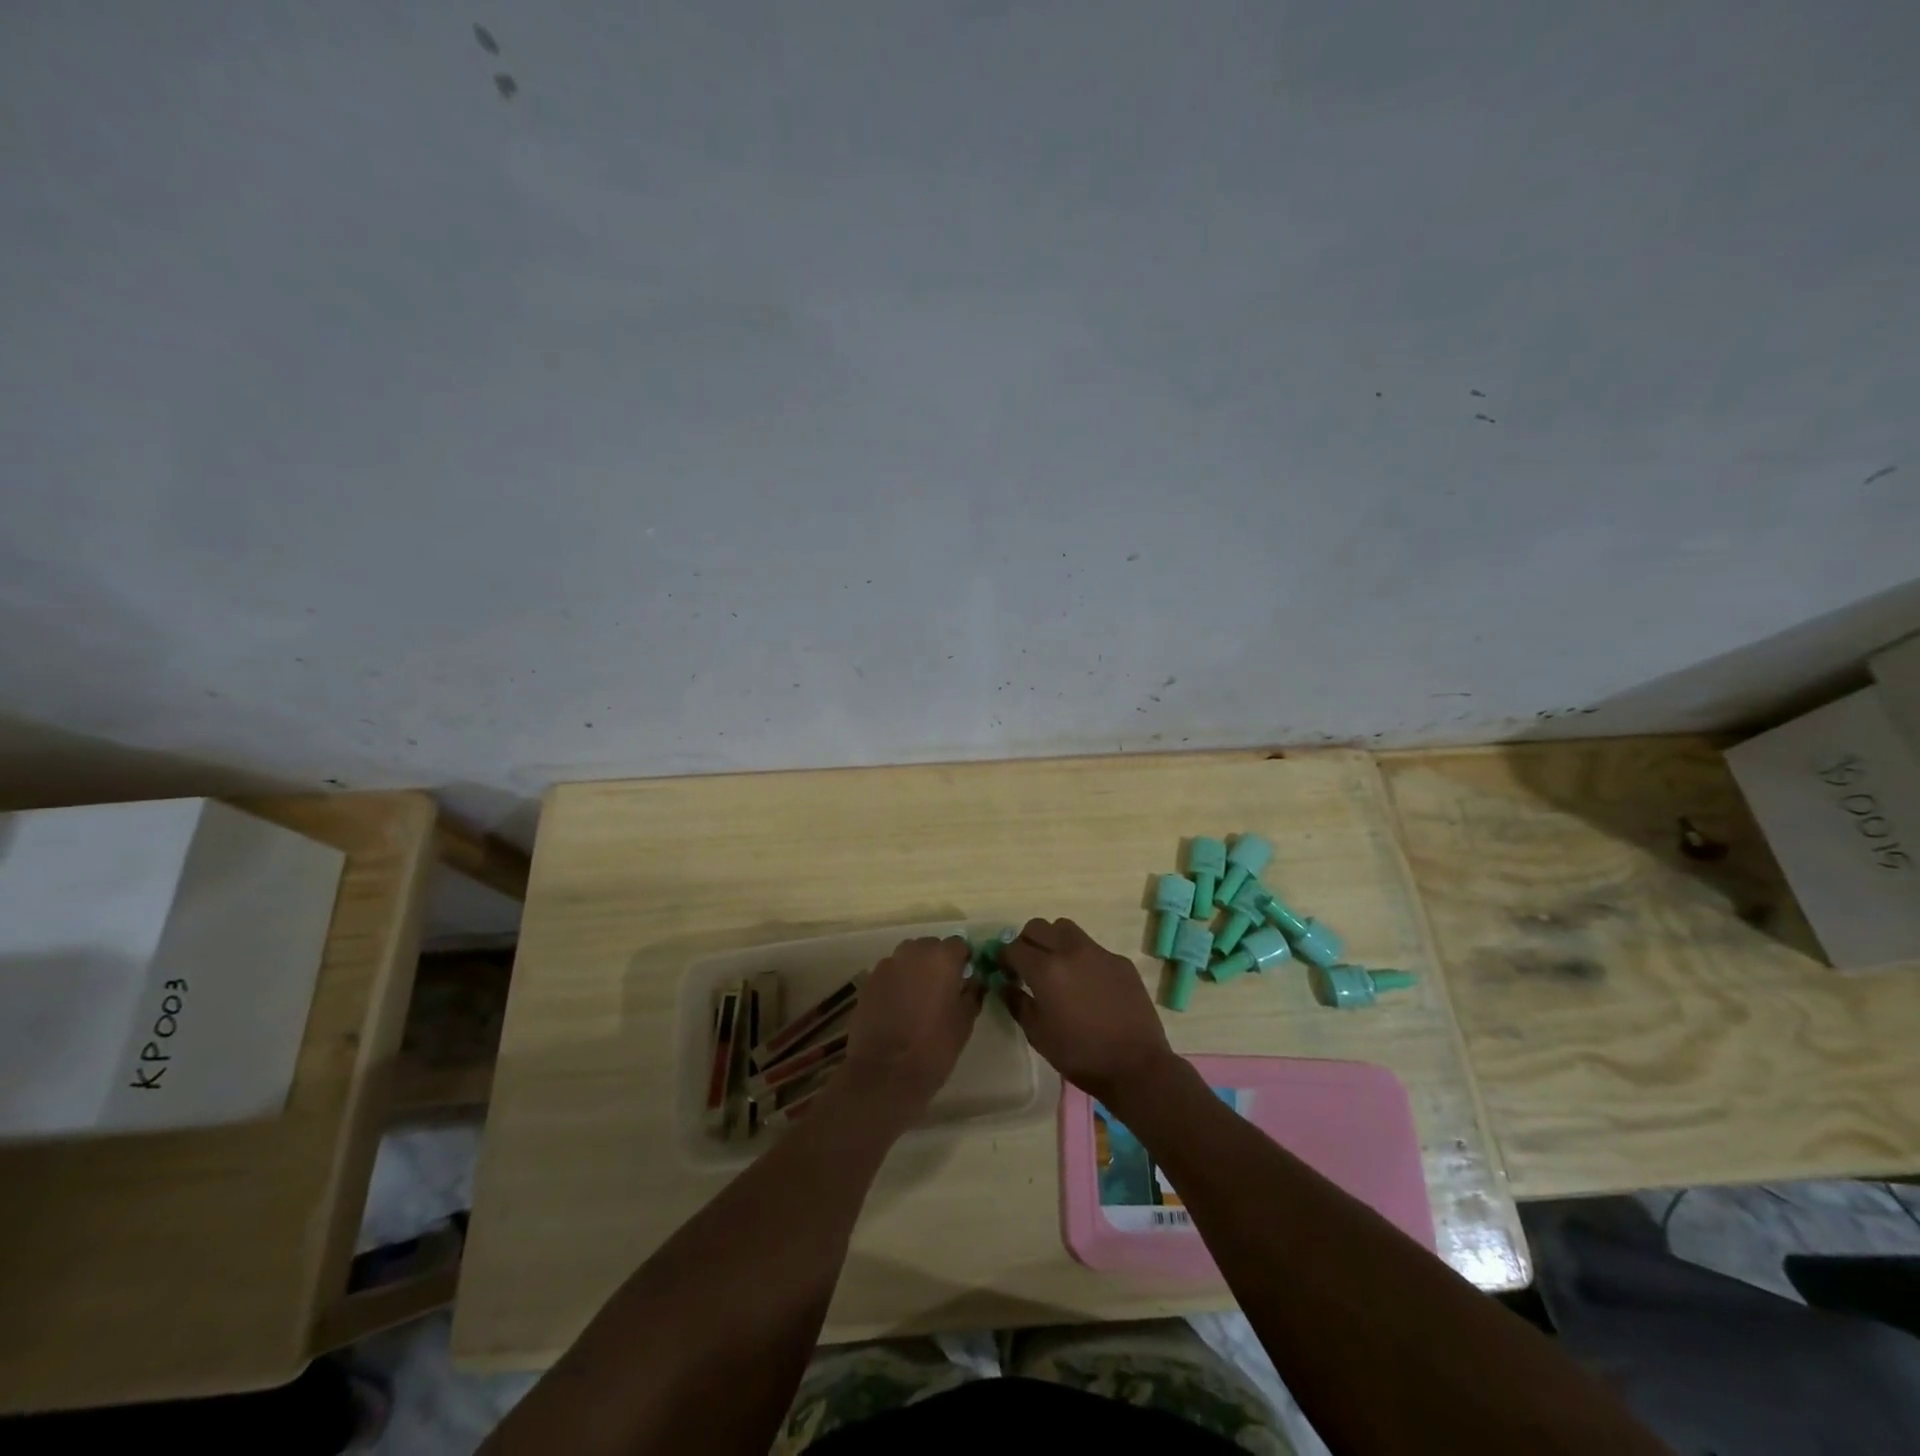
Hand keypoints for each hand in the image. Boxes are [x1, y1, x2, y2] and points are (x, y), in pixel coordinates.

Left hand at [842, 936, 982, 1120]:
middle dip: (937, 963)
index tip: (964, 980)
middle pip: (930, 948)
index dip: (963, 961)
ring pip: (907, 959)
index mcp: (941, 957)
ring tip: (917, 1001)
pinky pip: (889, 974)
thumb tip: (973, 982)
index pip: (958, 945)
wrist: (885, 1072)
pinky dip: (896, 984)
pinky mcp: (868, 981)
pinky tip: (897, 1009)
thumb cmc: (934, 1046)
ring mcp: (887, 965)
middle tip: (941, 991)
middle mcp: (913, 952)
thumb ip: (972, 993)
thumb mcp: (965, 1021)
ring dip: (915, 971)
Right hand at [998, 918, 1178, 1107]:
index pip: (1014, 947)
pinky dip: (1081, 958)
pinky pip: (1093, 948)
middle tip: (1027, 965)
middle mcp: (1070, 951)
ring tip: (1057, 967)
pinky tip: (1088, 985)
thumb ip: (1017, 1003)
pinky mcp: (1120, 961)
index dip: (1004, 957)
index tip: (1004, 970)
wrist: (1136, 1065)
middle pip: (1038, 927)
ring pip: (1066, 928)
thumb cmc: (1080, 1055)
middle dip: (1026, 941)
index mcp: (1046, 970)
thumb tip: (1004, 984)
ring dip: (1053, 940)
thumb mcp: (1038, 1035)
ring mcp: (1099, 952)